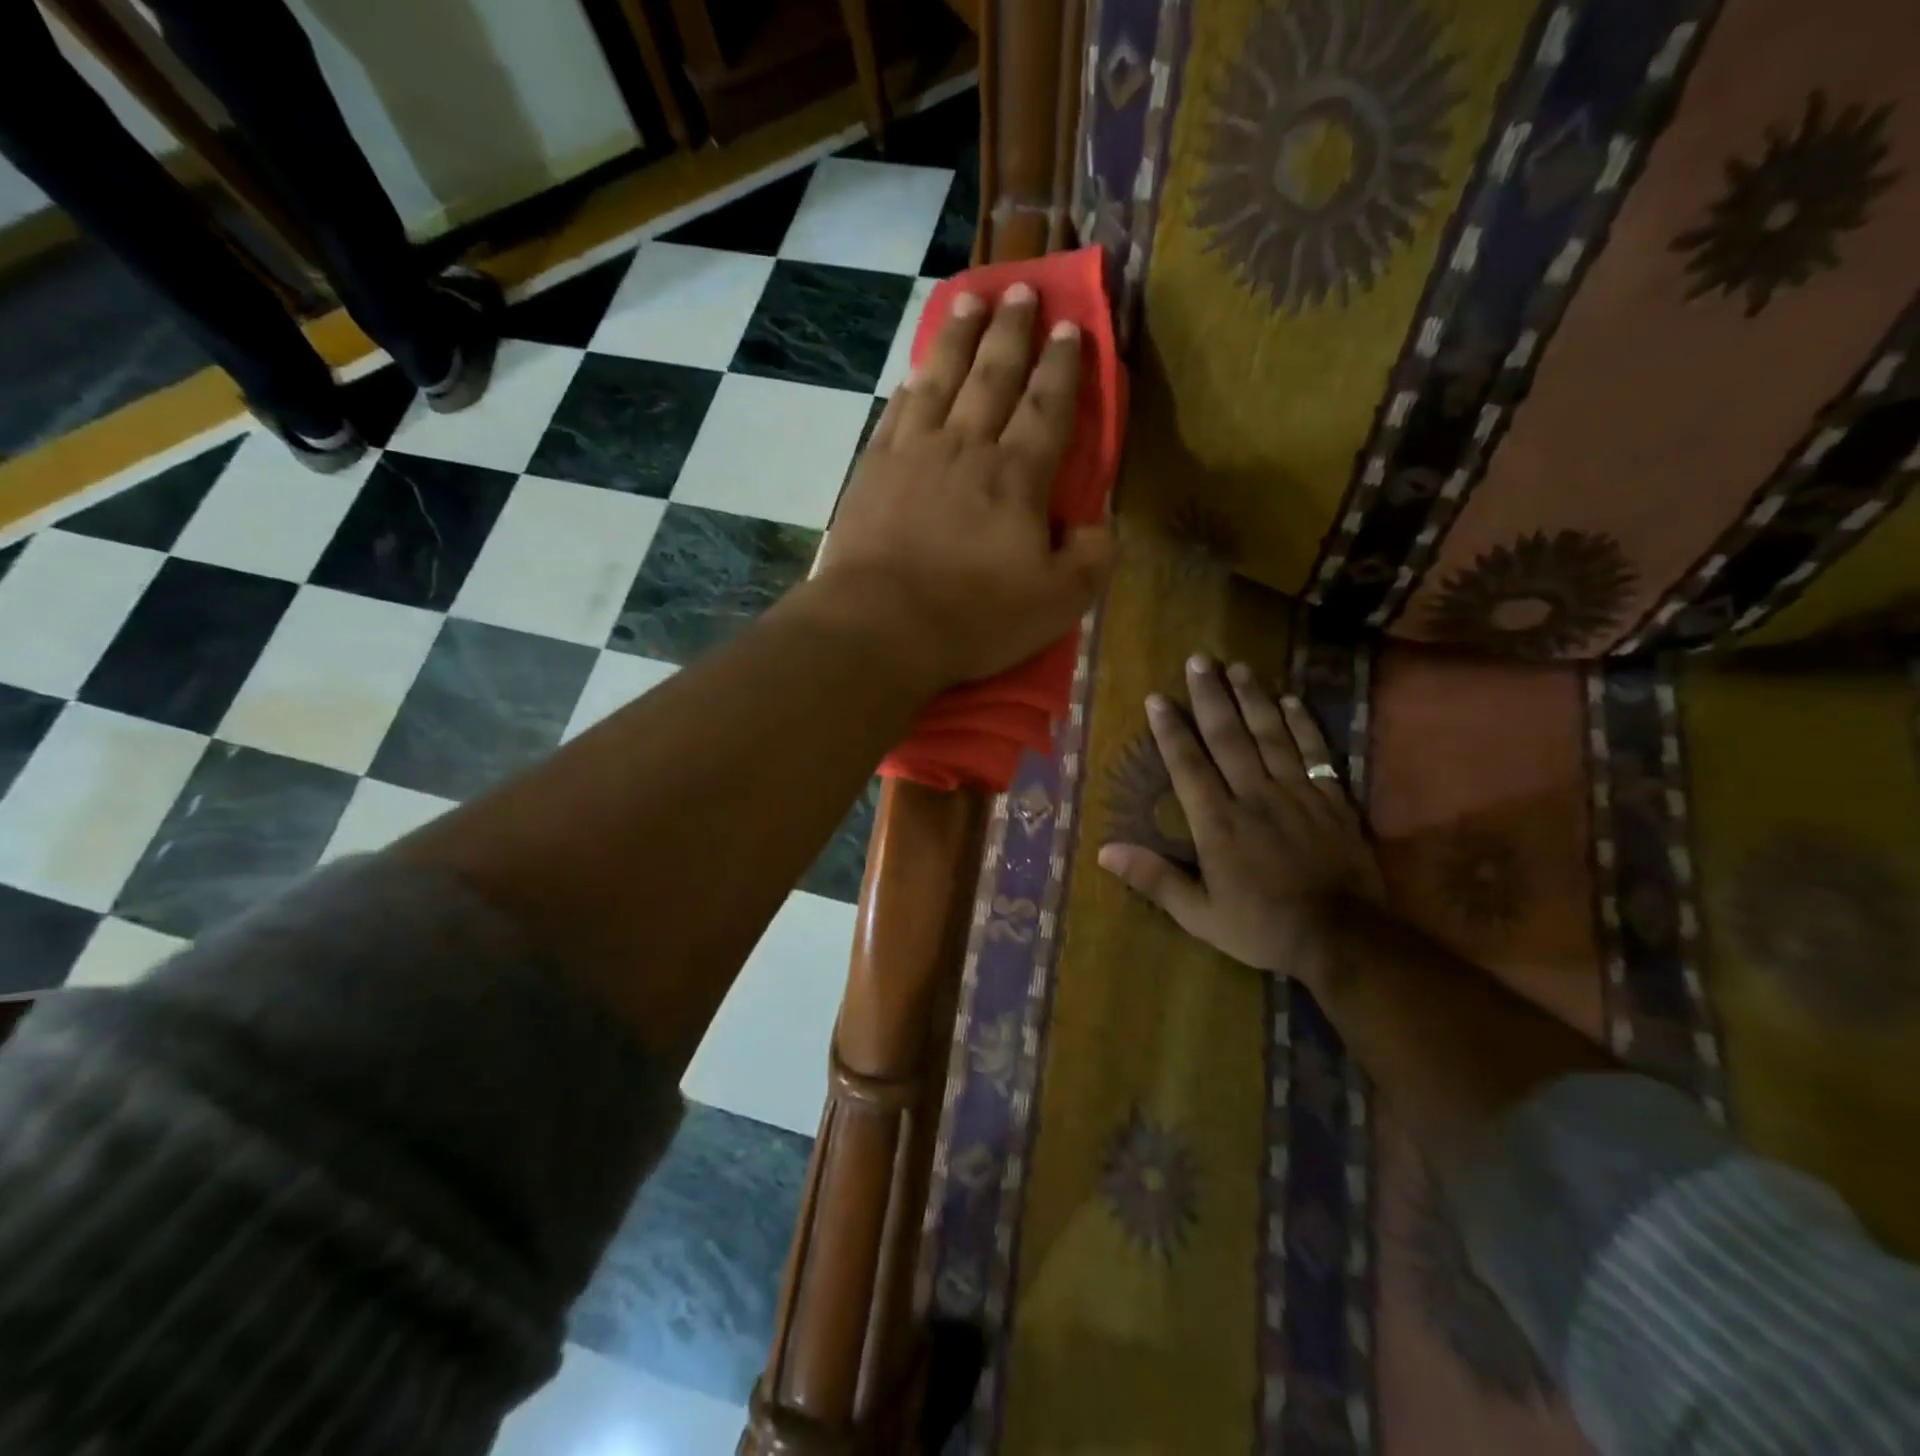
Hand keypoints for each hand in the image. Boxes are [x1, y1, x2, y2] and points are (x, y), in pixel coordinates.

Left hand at [814, 283, 1113, 691]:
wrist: (881, 626)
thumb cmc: (974, 617)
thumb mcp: (1057, 603)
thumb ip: (1090, 559)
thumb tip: (1098, 525)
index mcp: (1016, 477)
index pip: (1046, 407)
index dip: (1061, 366)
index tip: (1069, 326)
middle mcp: (966, 448)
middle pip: (993, 376)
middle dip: (1012, 330)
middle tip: (1022, 287)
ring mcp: (913, 453)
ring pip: (941, 378)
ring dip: (959, 337)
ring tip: (971, 301)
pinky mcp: (872, 470)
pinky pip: (896, 411)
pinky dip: (910, 385)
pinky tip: (915, 370)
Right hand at [1098, 656, 1382, 989]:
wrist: (1343, 938)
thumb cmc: (1262, 927)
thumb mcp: (1199, 915)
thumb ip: (1154, 879)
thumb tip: (1104, 851)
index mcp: (1218, 823)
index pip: (1188, 765)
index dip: (1171, 730)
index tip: (1157, 698)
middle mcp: (1254, 796)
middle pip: (1229, 737)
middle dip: (1211, 697)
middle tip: (1199, 660)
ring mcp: (1296, 794)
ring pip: (1271, 735)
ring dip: (1252, 699)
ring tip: (1238, 666)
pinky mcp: (1331, 799)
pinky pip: (1315, 752)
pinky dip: (1302, 724)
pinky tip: (1290, 700)